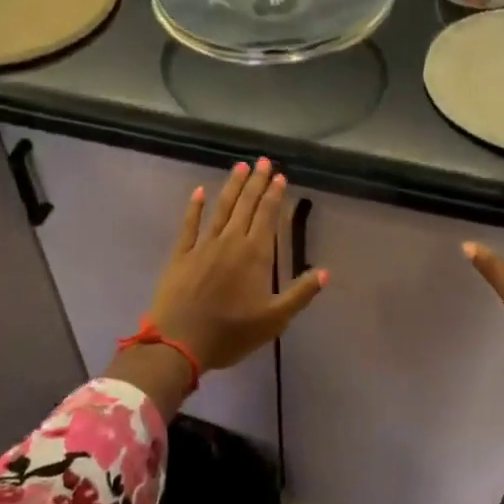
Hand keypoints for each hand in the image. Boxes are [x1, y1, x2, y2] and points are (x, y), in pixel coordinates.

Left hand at [143, 158, 327, 373]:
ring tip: (241, 166)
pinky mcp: (181, 255)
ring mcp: (203, 246)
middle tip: (263, 161)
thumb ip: (300, 293)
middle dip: (257, 182)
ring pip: (221, 209)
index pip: (267, 216)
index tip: (280, 176)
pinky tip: (200, 191)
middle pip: (246, 205)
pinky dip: (195, 207)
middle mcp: (231, 242)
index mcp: (256, 255)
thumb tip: (325, 272)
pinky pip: (189, 225)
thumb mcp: (274, 320)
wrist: (179, 342)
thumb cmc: (231, 333)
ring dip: (232, 186)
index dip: (275, 195)